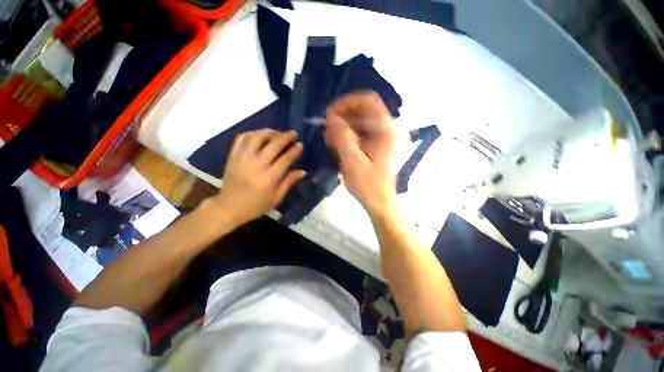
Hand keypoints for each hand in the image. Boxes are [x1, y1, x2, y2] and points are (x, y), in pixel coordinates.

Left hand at [208, 129, 305, 226]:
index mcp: (269, 177)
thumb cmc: (255, 205)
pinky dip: (252, 133)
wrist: (228, 207)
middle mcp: (257, 164)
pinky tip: (259, 135)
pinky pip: (242, 138)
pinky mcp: (233, 156)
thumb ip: (289, 182)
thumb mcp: (276, 198)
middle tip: (293, 133)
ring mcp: (243, 158)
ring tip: (277, 133)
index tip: (300, 145)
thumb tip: (303, 171)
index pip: (285, 158)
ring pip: (257, 137)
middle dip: (286, 137)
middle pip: (273, 144)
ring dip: (270, 132)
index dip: (295, 150)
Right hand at [325, 92, 397, 214]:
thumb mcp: (352, 161)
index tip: (330, 114)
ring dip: (343, 126)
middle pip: (363, 110)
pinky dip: (348, 135)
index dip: (347, 102)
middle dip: (342, 116)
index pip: (368, 100)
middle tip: (327, 129)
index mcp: (386, 130)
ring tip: (330, 139)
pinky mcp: (377, 145)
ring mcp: (383, 137)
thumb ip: (342, 137)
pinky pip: (360, 132)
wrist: (379, 202)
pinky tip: (337, 145)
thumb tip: (331, 117)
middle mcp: (387, 129)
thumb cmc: (368, 185)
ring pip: (360, 121)